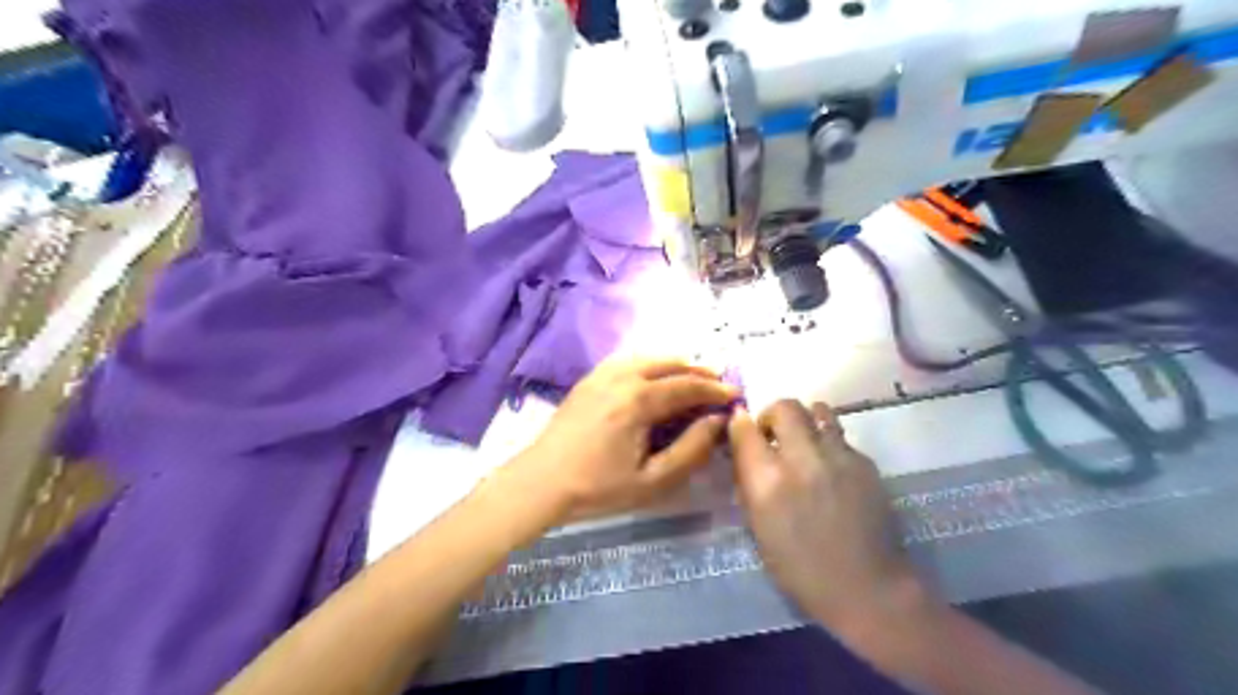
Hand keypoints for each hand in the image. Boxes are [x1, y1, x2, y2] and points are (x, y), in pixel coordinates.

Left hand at [512, 358, 731, 521]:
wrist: (541, 481)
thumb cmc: (598, 487)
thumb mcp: (652, 480)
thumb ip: (691, 449)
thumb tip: (717, 422)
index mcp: (638, 400)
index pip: (687, 386)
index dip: (715, 390)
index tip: (735, 395)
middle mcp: (622, 376)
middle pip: (670, 364)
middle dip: (699, 372)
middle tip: (718, 386)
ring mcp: (602, 373)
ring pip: (649, 358)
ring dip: (676, 366)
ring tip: (693, 382)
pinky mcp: (590, 378)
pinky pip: (629, 361)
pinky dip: (651, 365)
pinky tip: (656, 381)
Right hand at [728, 400, 921, 627]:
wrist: (866, 587)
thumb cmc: (800, 568)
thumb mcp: (758, 527)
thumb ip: (750, 482)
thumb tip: (745, 451)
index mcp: (767, 481)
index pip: (744, 428)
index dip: (739, 422)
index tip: (741, 428)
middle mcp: (801, 459)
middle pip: (784, 406)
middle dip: (773, 415)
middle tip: (774, 435)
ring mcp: (838, 457)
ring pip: (818, 410)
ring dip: (805, 420)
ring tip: (805, 442)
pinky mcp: (865, 462)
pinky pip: (840, 437)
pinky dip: (829, 444)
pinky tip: (831, 469)